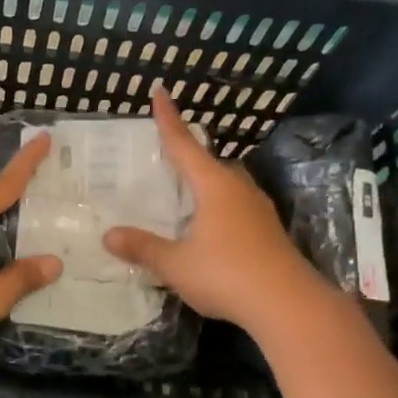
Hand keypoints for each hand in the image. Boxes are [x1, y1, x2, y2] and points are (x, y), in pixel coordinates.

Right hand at [103, 87, 317, 329]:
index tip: (160, 92)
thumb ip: (143, 248)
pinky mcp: (268, 231)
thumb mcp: (176, 264)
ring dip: (206, 181)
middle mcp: (238, 189)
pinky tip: (209, 224)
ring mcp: (258, 210)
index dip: (168, 119)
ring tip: (185, 190)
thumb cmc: (227, 275)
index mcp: (214, 186)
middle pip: (209, 162)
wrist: (289, 305)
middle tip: (166, 153)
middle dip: (188, 153)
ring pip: (226, 184)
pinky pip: (236, 205)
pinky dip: (217, 204)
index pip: (184, 144)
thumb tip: (108, 235)